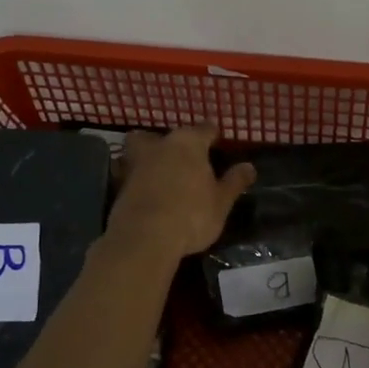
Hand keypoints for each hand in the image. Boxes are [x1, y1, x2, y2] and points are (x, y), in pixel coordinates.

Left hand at [106, 126, 256, 260]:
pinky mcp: (119, 184)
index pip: (204, 129)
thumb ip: (233, 182)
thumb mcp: (221, 202)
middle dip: (170, 142)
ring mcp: (136, 163)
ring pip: (140, 150)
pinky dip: (138, 179)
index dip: (212, 134)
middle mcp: (160, 145)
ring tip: (162, 174)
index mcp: (188, 143)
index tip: (216, 140)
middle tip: (182, 157)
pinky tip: (147, 193)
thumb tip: (249, 167)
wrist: (144, 238)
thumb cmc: (191, 215)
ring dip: (149, 157)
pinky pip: (131, 174)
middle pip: (163, 135)